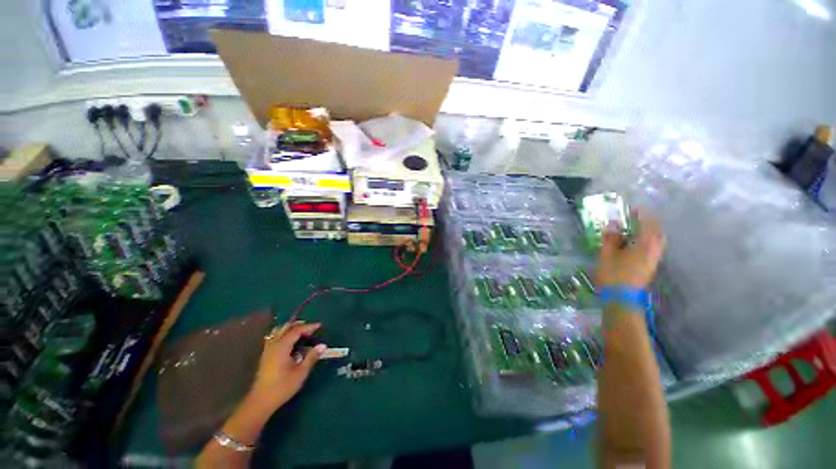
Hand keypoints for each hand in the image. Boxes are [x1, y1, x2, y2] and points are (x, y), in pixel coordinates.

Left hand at [247, 321, 325, 411]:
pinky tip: (290, 341)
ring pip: (278, 331)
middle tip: (311, 327)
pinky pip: (274, 337)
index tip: (319, 325)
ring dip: (290, 328)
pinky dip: (283, 334)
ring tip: (301, 332)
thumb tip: (323, 345)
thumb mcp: (300, 373)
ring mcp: (268, 350)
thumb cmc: (282, 387)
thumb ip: (311, 357)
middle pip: (286, 328)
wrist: (260, 401)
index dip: (309, 326)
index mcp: (282, 347)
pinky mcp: (265, 356)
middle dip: (299, 325)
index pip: (297, 330)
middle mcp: (274, 345)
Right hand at [597, 209, 665, 288]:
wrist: (621, 298)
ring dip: (648, 232)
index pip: (647, 224)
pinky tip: (633, 244)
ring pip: (656, 241)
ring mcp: (654, 259)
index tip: (632, 209)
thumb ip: (611, 238)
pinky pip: (653, 248)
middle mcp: (654, 250)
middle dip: (648, 223)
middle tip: (634, 219)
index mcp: (644, 245)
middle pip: (657, 232)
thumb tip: (613, 225)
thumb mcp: (607, 254)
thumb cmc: (613, 274)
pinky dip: (646, 241)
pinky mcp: (650, 266)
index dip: (640, 215)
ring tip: (633, 230)